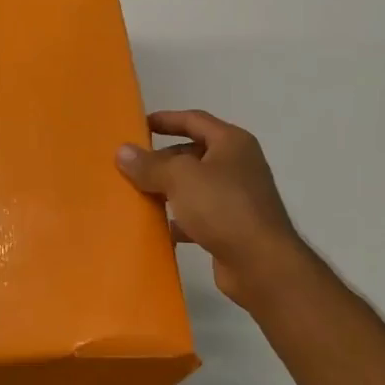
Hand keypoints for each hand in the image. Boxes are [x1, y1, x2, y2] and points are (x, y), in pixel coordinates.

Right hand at [116, 110, 306, 310]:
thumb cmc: (223, 207)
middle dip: (161, 159)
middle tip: (129, 167)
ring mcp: (236, 198)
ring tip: (135, 195)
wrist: (261, 264)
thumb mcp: (180, 178)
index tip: (137, 125)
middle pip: (192, 153)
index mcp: (231, 143)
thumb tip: (123, 152)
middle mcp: (237, 165)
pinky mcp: (231, 227)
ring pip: (193, 186)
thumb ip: (150, 164)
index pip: (194, 120)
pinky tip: (155, 227)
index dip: (165, 119)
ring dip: (166, 190)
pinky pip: (197, 216)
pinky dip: (177, 219)